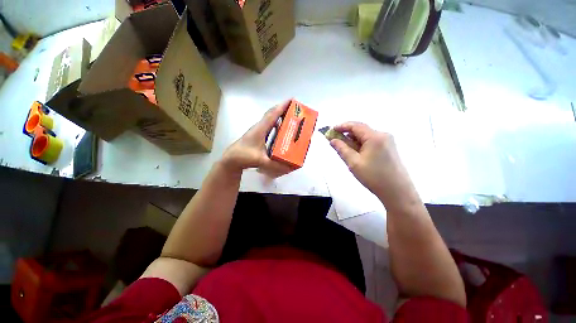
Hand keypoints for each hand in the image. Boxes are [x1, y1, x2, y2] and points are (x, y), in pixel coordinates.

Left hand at [221, 103, 291, 176]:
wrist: (230, 159)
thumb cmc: (243, 156)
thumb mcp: (260, 160)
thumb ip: (274, 165)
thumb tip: (289, 167)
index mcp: (260, 129)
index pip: (273, 114)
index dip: (282, 107)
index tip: (292, 100)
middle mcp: (259, 127)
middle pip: (272, 114)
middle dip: (283, 109)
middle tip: (294, 109)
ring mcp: (257, 131)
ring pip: (269, 120)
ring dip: (279, 116)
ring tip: (289, 117)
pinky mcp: (257, 136)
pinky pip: (268, 126)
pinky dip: (275, 124)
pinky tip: (279, 129)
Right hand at [329, 122, 418, 206]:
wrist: (397, 191)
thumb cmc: (373, 177)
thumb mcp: (353, 163)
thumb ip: (341, 149)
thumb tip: (332, 140)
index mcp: (374, 137)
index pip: (355, 125)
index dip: (342, 126)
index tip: (331, 130)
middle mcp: (383, 135)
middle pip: (361, 130)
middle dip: (347, 134)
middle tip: (335, 142)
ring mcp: (388, 141)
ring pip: (366, 137)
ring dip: (354, 141)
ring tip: (344, 150)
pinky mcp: (389, 148)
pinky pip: (371, 142)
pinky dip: (361, 145)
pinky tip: (356, 154)